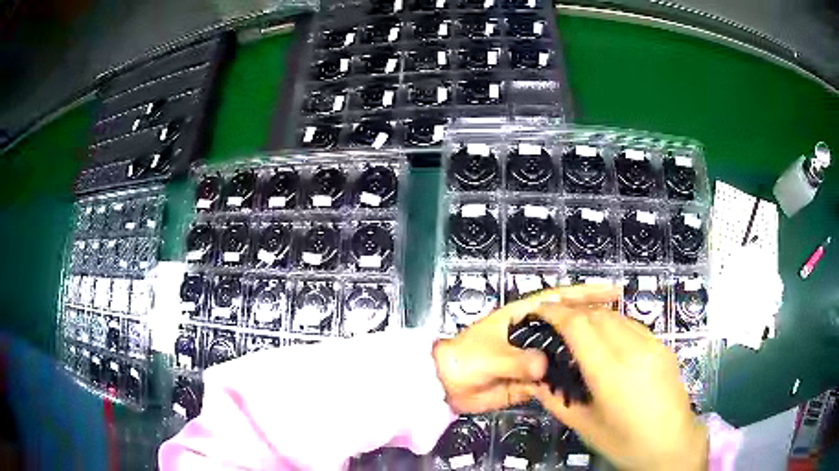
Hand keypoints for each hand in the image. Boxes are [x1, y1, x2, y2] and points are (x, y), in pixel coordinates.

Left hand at [432, 284, 619, 413]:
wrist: (446, 386)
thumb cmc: (463, 359)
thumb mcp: (488, 356)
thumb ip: (516, 360)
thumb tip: (544, 366)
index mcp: (523, 316)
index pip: (560, 299)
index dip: (587, 293)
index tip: (613, 292)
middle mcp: (534, 334)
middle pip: (570, 324)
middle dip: (594, 321)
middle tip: (623, 324)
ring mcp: (534, 357)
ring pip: (566, 351)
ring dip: (586, 351)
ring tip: (614, 352)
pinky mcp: (532, 380)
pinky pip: (555, 377)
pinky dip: (570, 378)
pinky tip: (590, 380)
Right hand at [529, 303, 707, 470]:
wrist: (673, 444)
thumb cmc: (626, 442)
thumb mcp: (586, 427)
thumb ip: (557, 400)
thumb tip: (535, 380)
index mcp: (611, 373)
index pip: (579, 326)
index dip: (556, 313)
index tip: (540, 311)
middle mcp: (633, 350)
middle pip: (597, 314)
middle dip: (572, 311)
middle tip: (554, 321)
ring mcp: (653, 344)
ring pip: (616, 315)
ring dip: (593, 315)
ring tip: (578, 328)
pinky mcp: (663, 346)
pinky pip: (632, 324)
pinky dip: (613, 324)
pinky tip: (606, 340)